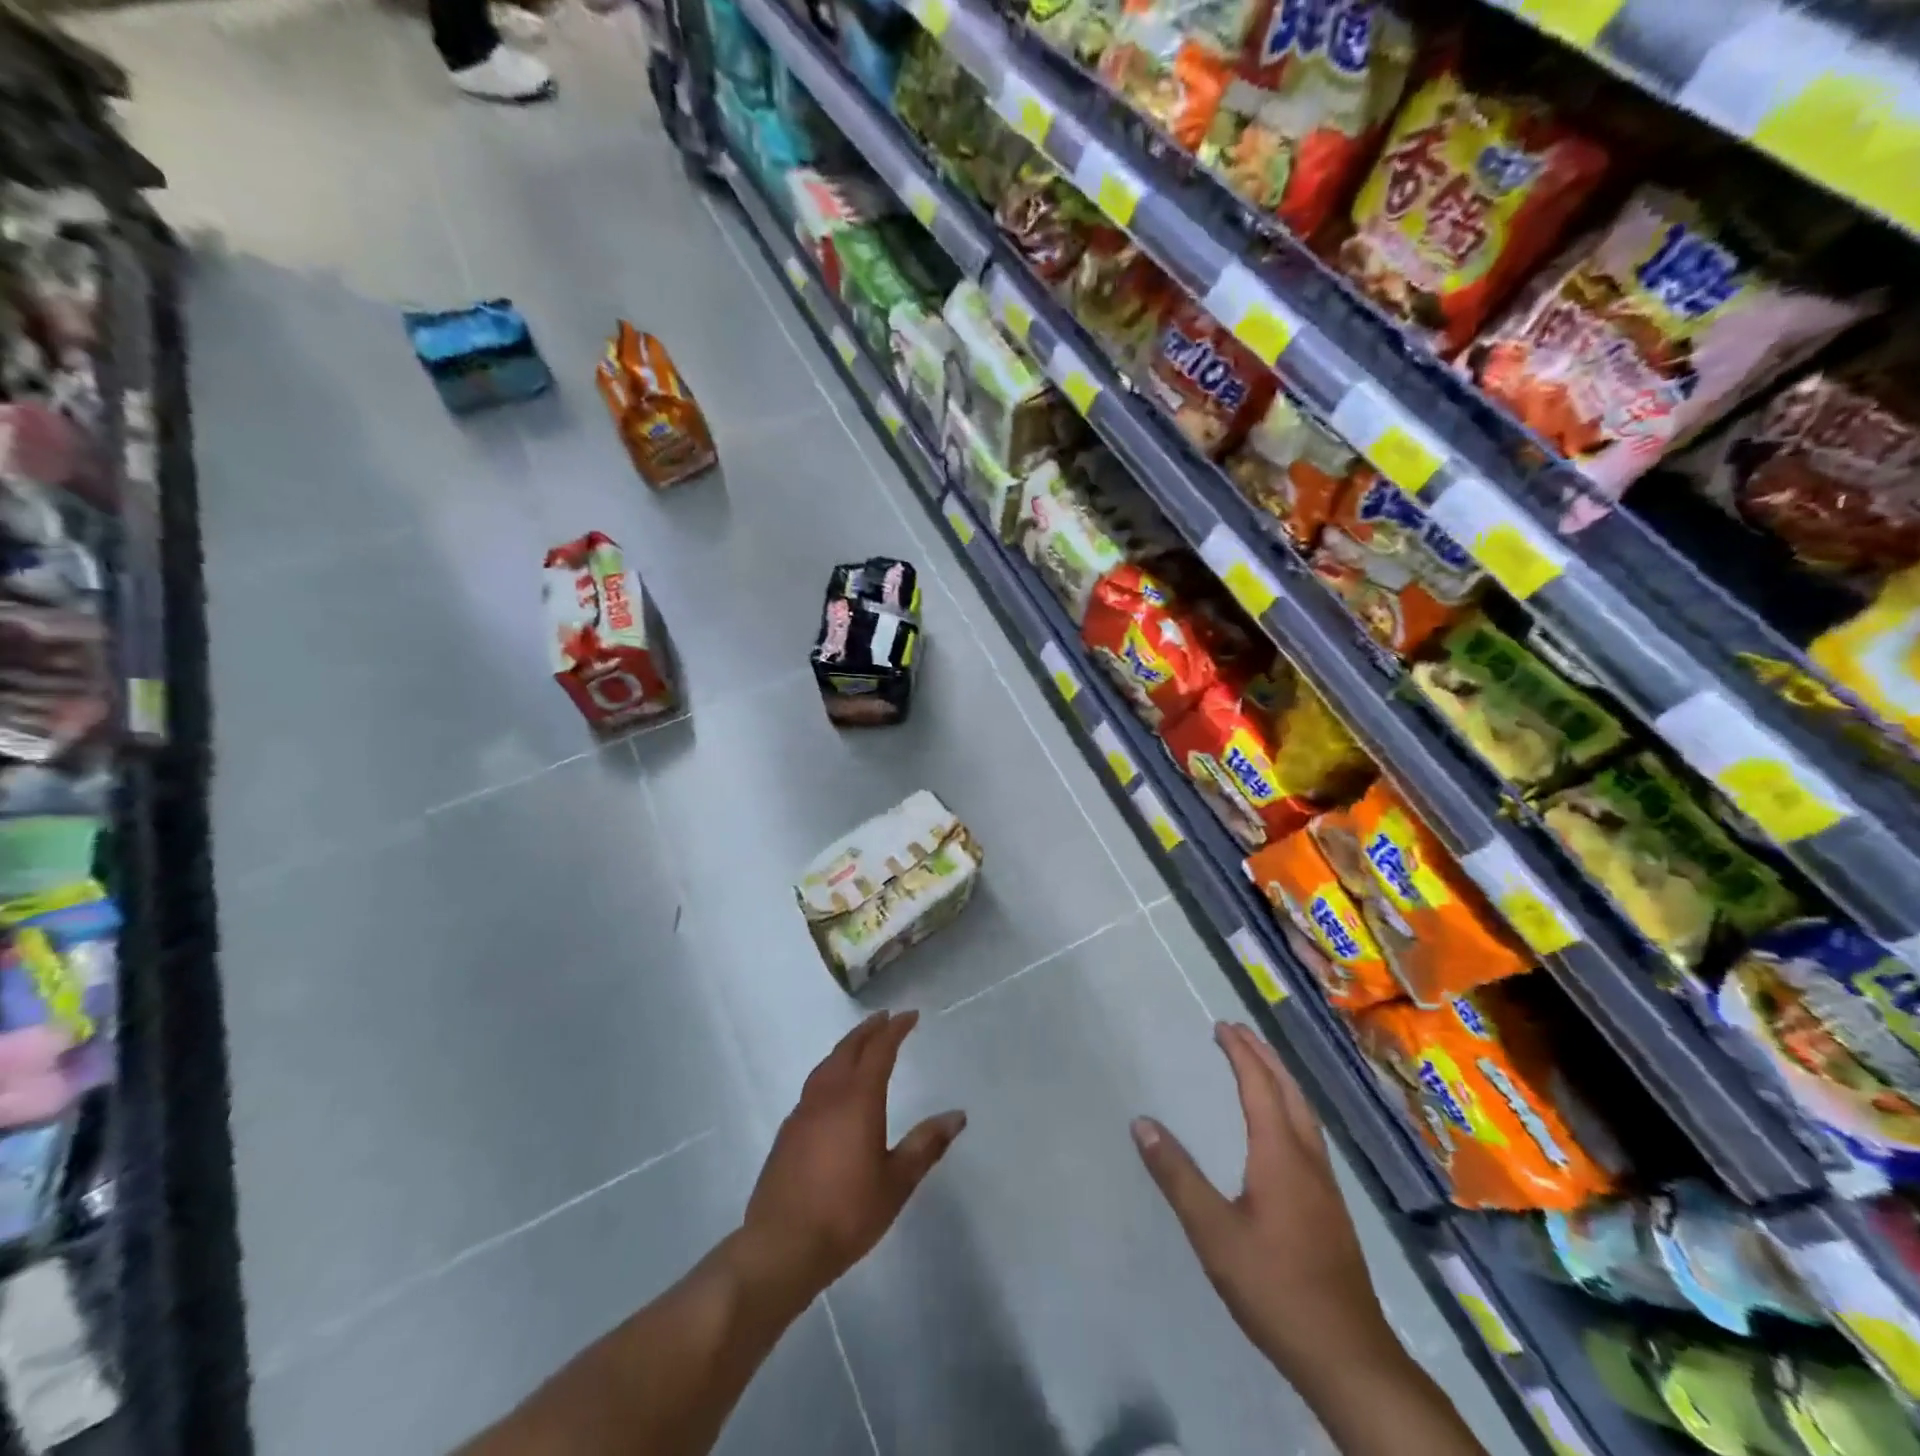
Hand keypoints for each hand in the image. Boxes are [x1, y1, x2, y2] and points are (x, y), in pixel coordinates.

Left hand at [734, 1011, 965, 1311]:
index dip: (896, 1029)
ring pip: (827, 1065)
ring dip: (846, 1047)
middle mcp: (828, 1096)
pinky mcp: (787, 1133)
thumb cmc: (847, 1213)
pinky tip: (832, 1089)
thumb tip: (957, 1115)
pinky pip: (813, 1086)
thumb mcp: (897, 1182)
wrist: (782, 1247)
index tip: (910, 1015)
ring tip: (859, 1044)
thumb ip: (926, 1145)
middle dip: (868, 1030)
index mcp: (858, 1099)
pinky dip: (829, 1072)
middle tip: (885, 1018)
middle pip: (849, 1049)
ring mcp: (803, 1112)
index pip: (879, 1050)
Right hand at [1133, 1022, 1399, 1391]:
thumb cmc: (1275, 1288)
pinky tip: (1281, 1129)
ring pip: (1304, 1114)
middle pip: (1289, 1092)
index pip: (1260, 1087)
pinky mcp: (1331, 1209)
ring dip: (1280, 1081)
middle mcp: (1308, 1160)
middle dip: (1264, 1057)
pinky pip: (1308, 1135)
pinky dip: (1290, 1108)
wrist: (1348, 1356)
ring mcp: (1325, 1185)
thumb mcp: (1213, 1233)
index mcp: (1281, 1155)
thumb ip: (1177, 1175)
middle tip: (1239, 1032)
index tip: (1222, 1026)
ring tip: (1259, 1065)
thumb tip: (1142, 1123)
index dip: (1241, 1054)